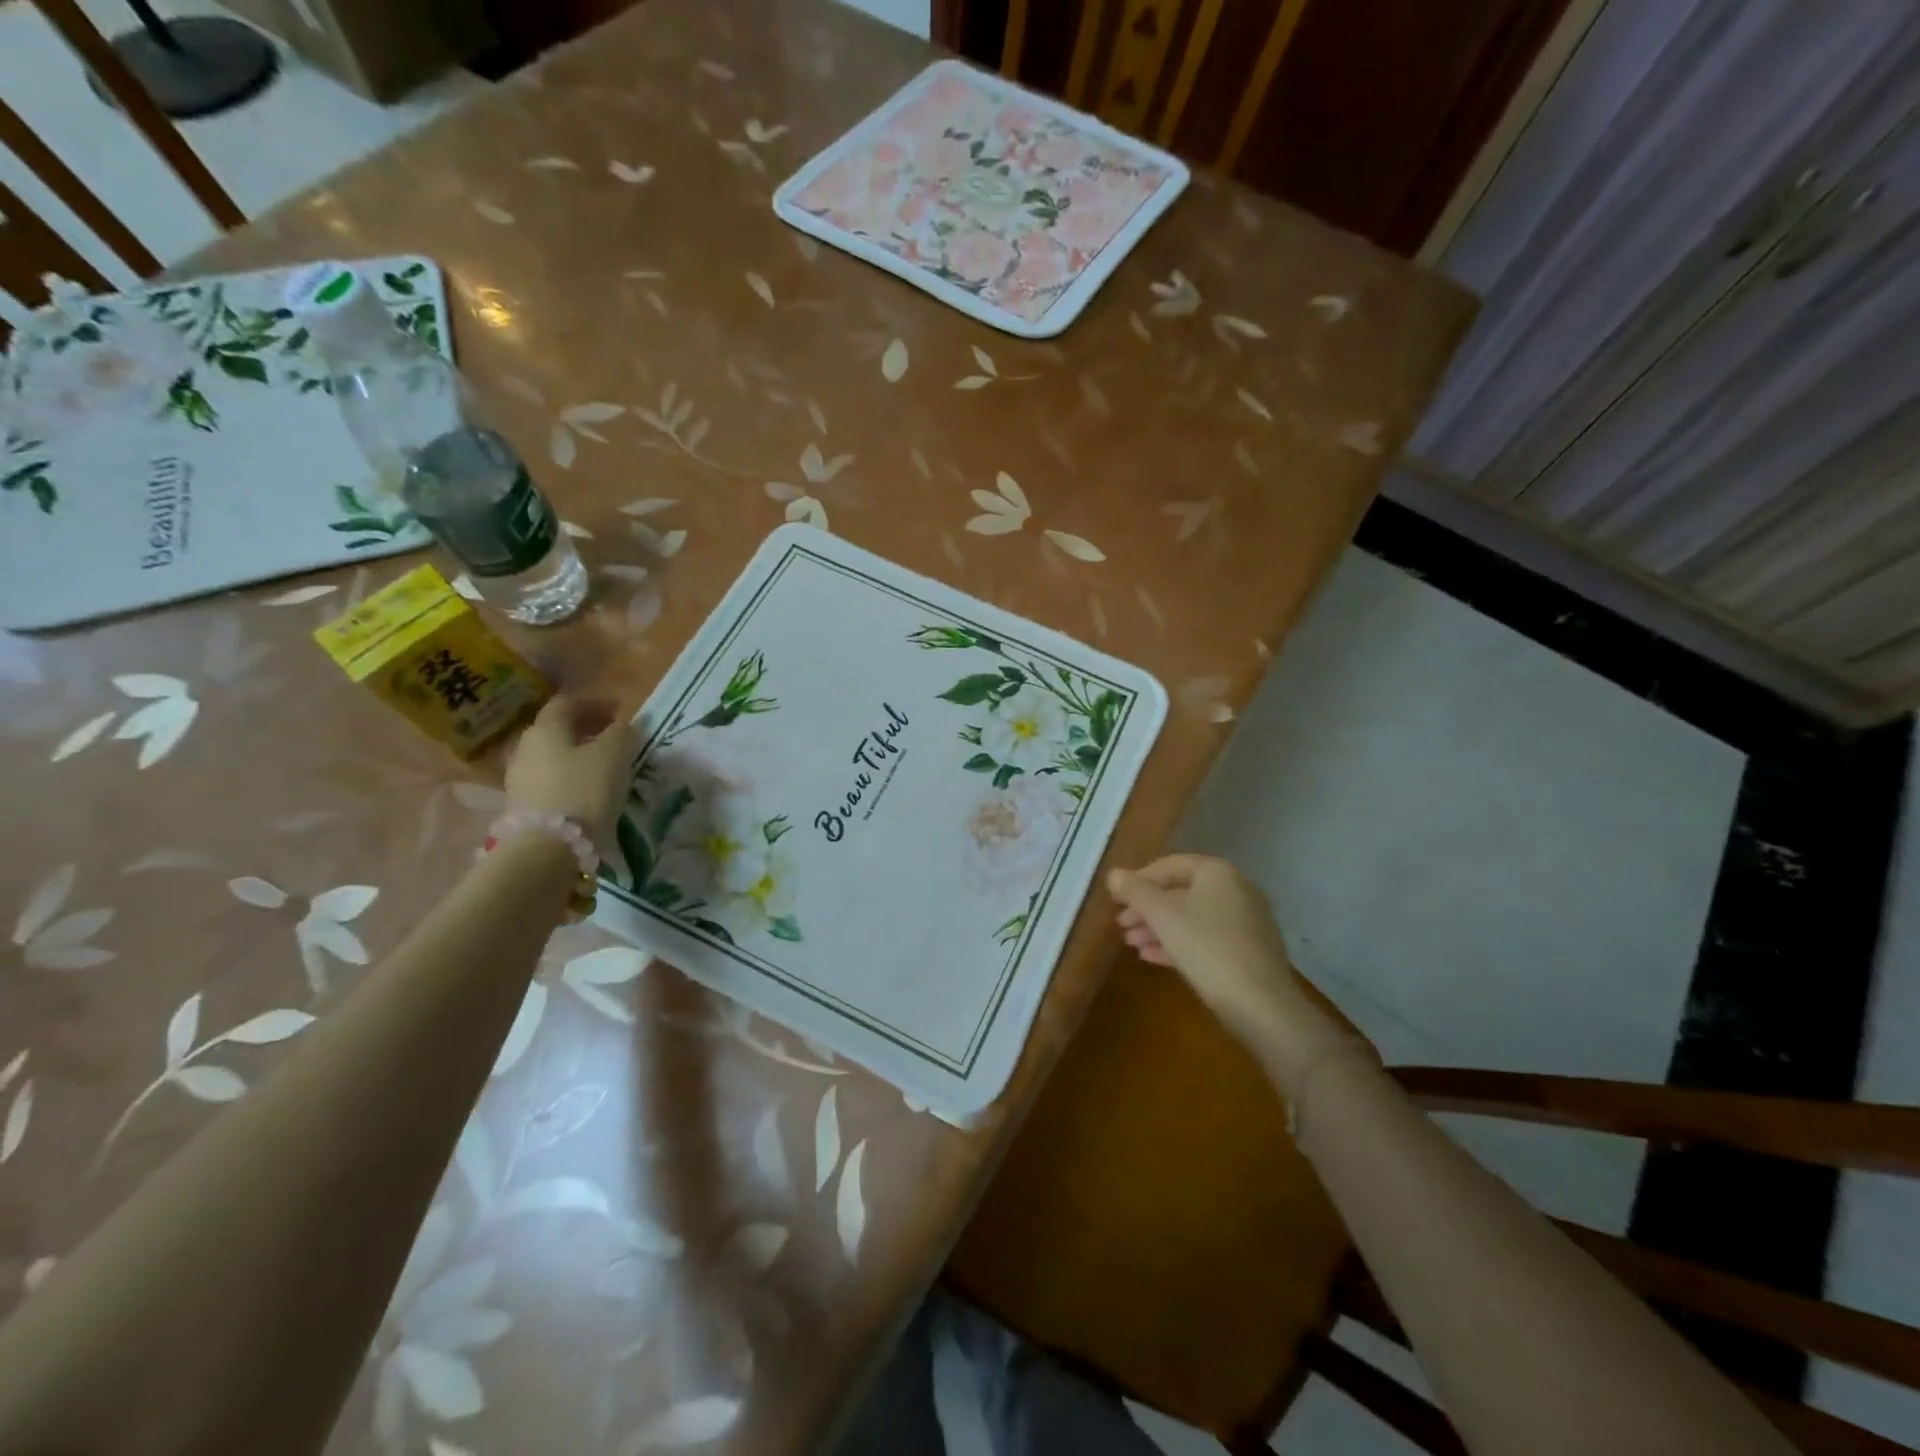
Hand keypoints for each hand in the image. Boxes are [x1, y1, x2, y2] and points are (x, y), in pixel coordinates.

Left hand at [503, 695, 639, 847]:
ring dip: (577, 756)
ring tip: (604, 767)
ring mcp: (519, 779)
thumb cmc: (584, 791)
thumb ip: (622, 733)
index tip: (619, 712)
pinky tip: (588, 791)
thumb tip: (622, 726)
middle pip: (556, 730)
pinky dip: (570, 778)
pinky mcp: (523, 807)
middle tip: (612, 737)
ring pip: (552, 757)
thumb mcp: (615, 755)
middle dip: (585, 729)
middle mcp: (526, 748)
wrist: (547, 849)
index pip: (567, 703)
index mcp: (546, 729)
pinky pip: (550, 781)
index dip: (594, 703)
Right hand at [1108, 854, 1309, 1044]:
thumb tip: (1114, 874)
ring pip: (1192, 917)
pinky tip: (1154, 958)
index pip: (1170, 865)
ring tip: (1132, 944)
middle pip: (1181, 892)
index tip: (1116, 898)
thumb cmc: (1206, 946)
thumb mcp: (1162, 915)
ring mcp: (1246, 922)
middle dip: (1148, 908)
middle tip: (1121, 924)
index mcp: (1218, 873)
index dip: (1139, 879)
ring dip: (1159, 928)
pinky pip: (1207, 939)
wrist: (1260, 1004)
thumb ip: (1135, 891)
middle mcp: (1236, 890)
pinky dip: (1179, 944)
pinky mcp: (1249, 952)